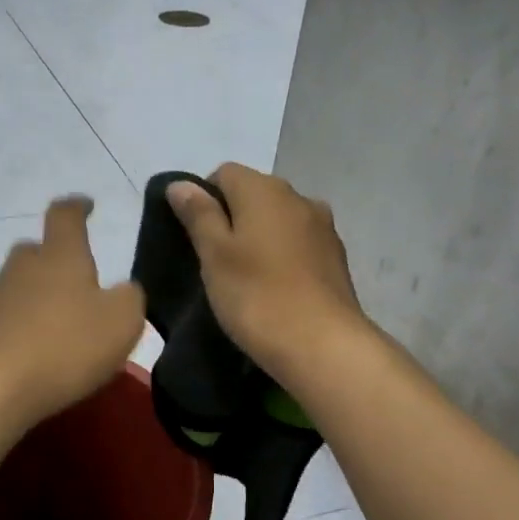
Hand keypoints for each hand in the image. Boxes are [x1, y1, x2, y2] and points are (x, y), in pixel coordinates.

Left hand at [0, 196, 145, 433]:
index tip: (86, 205)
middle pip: (36, 251)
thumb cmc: (64, 347)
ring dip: (37, 300)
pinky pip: (4, 321)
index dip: (77, 207)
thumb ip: (130, 298)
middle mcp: (21, 268)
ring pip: (18, 288)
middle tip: (76, 283)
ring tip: (58, 330)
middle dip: (55, 260)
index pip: (65, 216)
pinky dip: (20, 330)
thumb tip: (123, 290)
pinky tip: (33, 356)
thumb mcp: (122, 323)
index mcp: (60, 256)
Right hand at [167, 163, 367, 378]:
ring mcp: (323, 228)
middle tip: (214, 262)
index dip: (203, 199)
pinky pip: (299, 246)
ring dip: (259, 240)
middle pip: (254, 195)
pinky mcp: (336, 259)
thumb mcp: (215, 256)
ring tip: (245, 279)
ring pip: (278, 222)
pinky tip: (274, 290)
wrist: (323, 346)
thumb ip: (199, 215)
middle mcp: (299, 197)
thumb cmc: (257, 297)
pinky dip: (282, 258)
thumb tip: (181, 184)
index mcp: (265, 189)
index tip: (194, 238)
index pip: (224, 174)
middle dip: (232, 220)